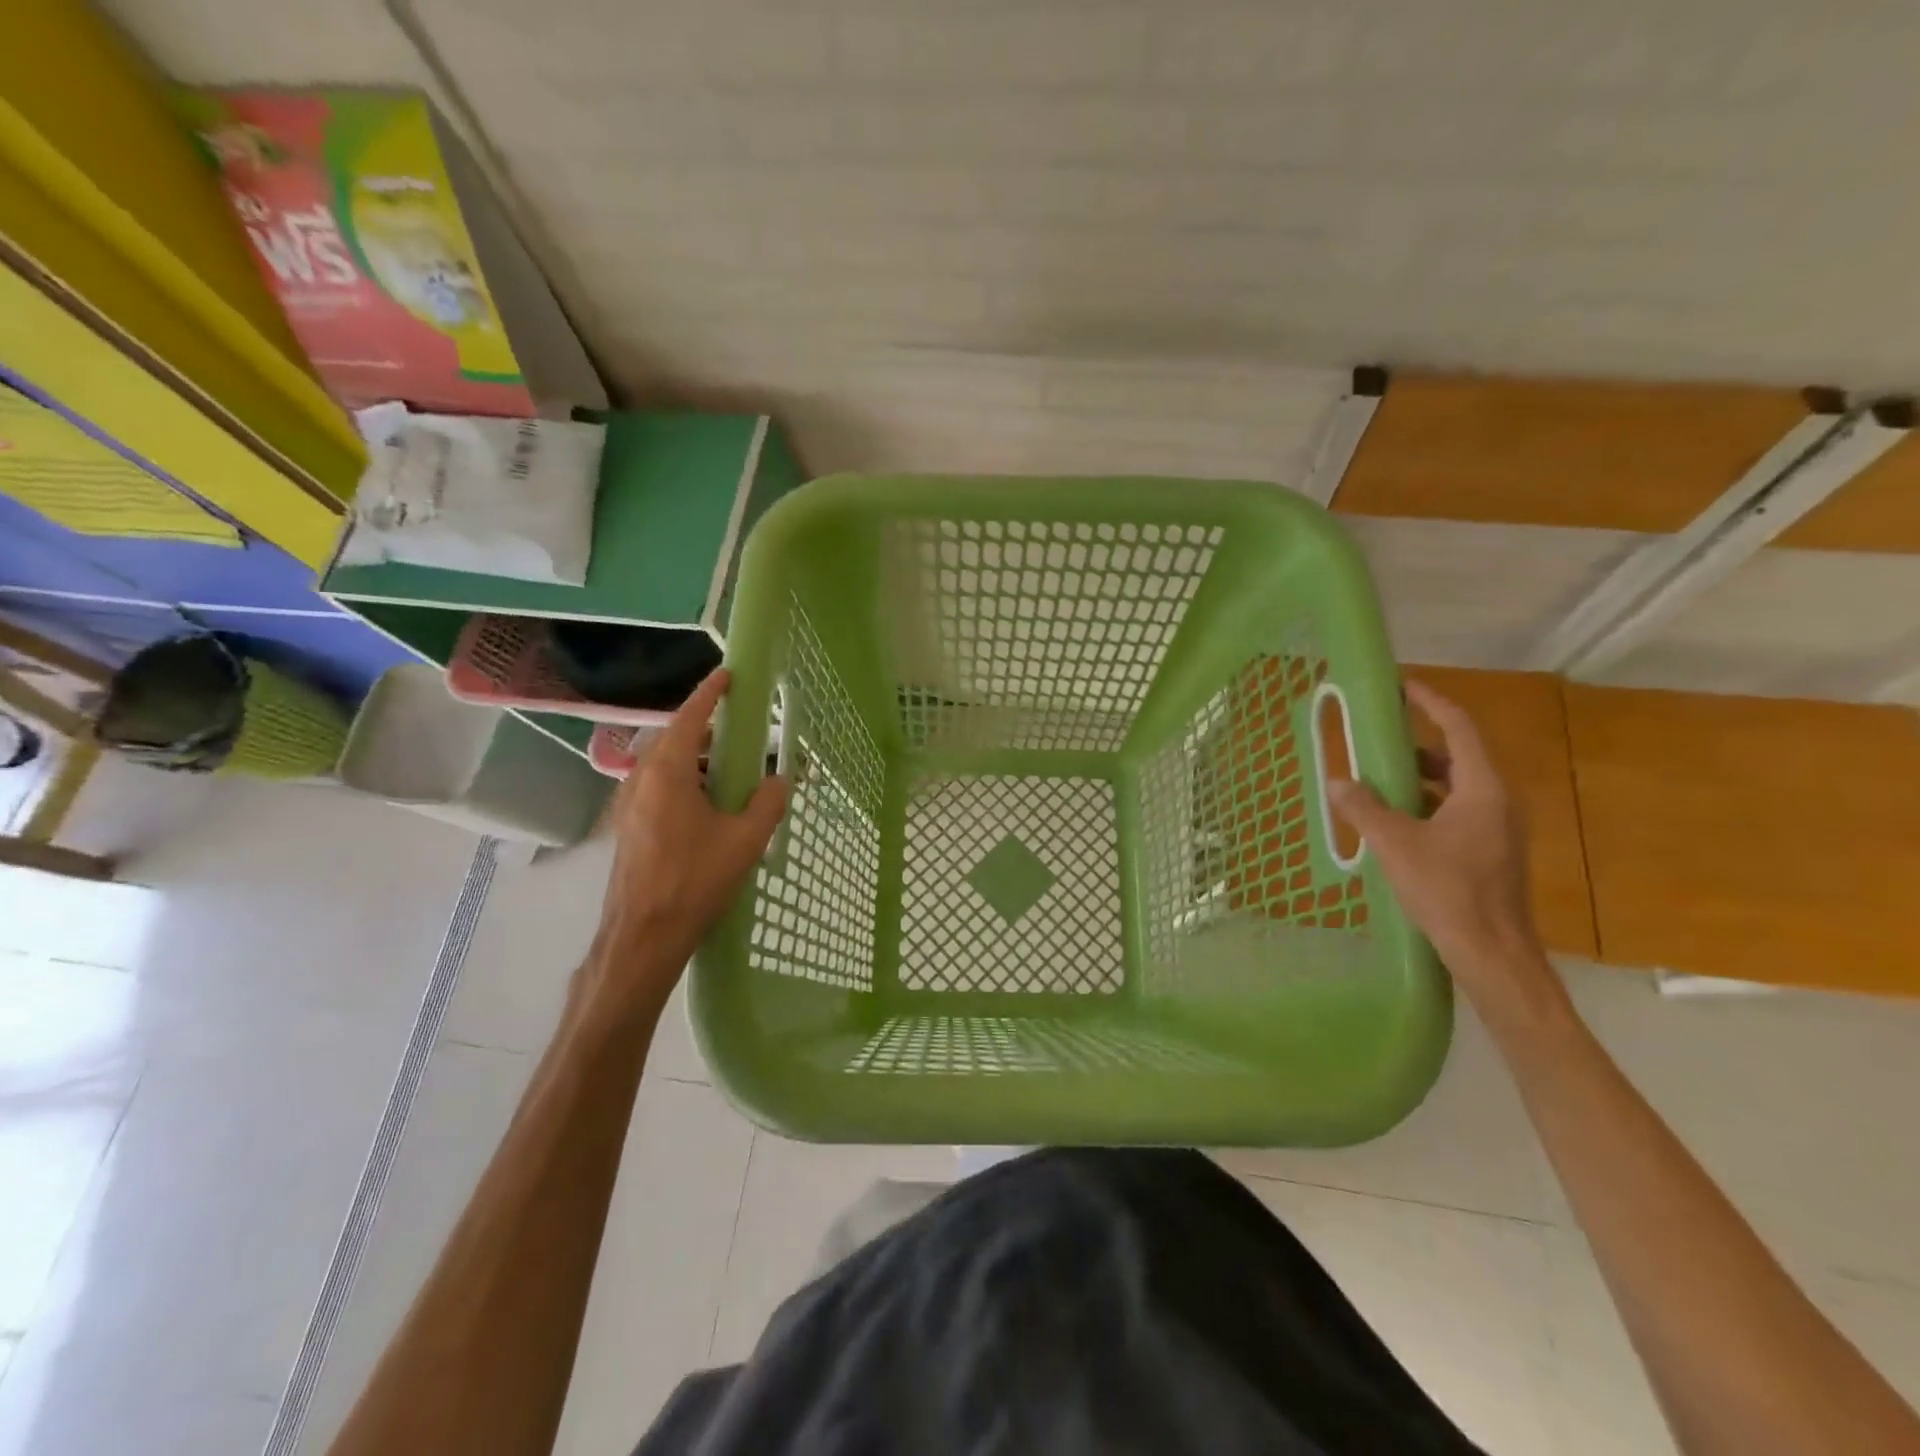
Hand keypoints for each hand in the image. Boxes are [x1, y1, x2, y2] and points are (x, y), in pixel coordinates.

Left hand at [585, 669, 786, 1015]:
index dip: (710, 693)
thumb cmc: (694, 881)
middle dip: (706, 729)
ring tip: (730, 769)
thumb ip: (769, 802)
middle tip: (740, 729)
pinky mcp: (629, 826)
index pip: (690, 718)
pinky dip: (685, 781)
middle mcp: (641, 779)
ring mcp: (630, 803)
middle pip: (675, 739)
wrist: (642, 937)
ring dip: (696, 759)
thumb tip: (782, 778)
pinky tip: (708, 804)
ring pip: (666, 765)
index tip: (727, 674)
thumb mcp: (745, 840)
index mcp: (667, 772)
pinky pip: (660, 787)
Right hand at [1327, 681, 1560, 1018]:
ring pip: (1458, 786)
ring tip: (1378, 778)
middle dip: (1418, 744)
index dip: (1432, 703)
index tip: (1404, 687)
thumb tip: (1338, 782)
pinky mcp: (1491, 852)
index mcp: (1483, 789)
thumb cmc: (1448, 890)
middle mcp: (1498, 801)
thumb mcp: (1396, 845)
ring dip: (1420, 777)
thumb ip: (1364, 809)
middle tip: (1378, 738)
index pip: (1459, 729)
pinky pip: (1457, 811)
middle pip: (1459, 756)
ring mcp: (1498, 829)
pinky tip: (1395, 821)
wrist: (1492, 953)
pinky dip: (1427, 804)